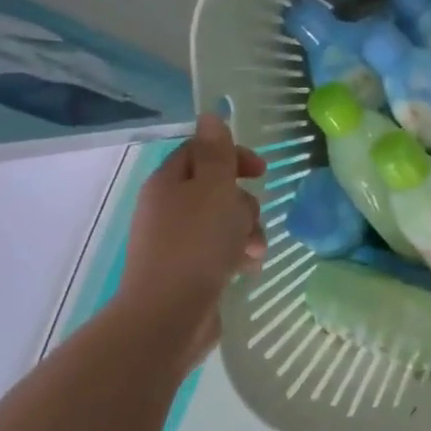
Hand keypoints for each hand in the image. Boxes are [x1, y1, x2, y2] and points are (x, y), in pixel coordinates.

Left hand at [116, 115, 267, 341]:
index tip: (261, 171)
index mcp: (169, 183)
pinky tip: (247, 269)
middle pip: (218, 189)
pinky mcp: (189, 270)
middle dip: (244, 203)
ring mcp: (177, 242)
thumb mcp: (214, 189)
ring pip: (225, 222)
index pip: (201, 152)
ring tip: (252, 251)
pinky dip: (238, 255)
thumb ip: (217, 153)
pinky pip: (221, 251)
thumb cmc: (196, 244)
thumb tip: (210, 115)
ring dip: (247, 231)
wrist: (169, 314)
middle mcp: (169, 208)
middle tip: (248, 219)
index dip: (233, 156)